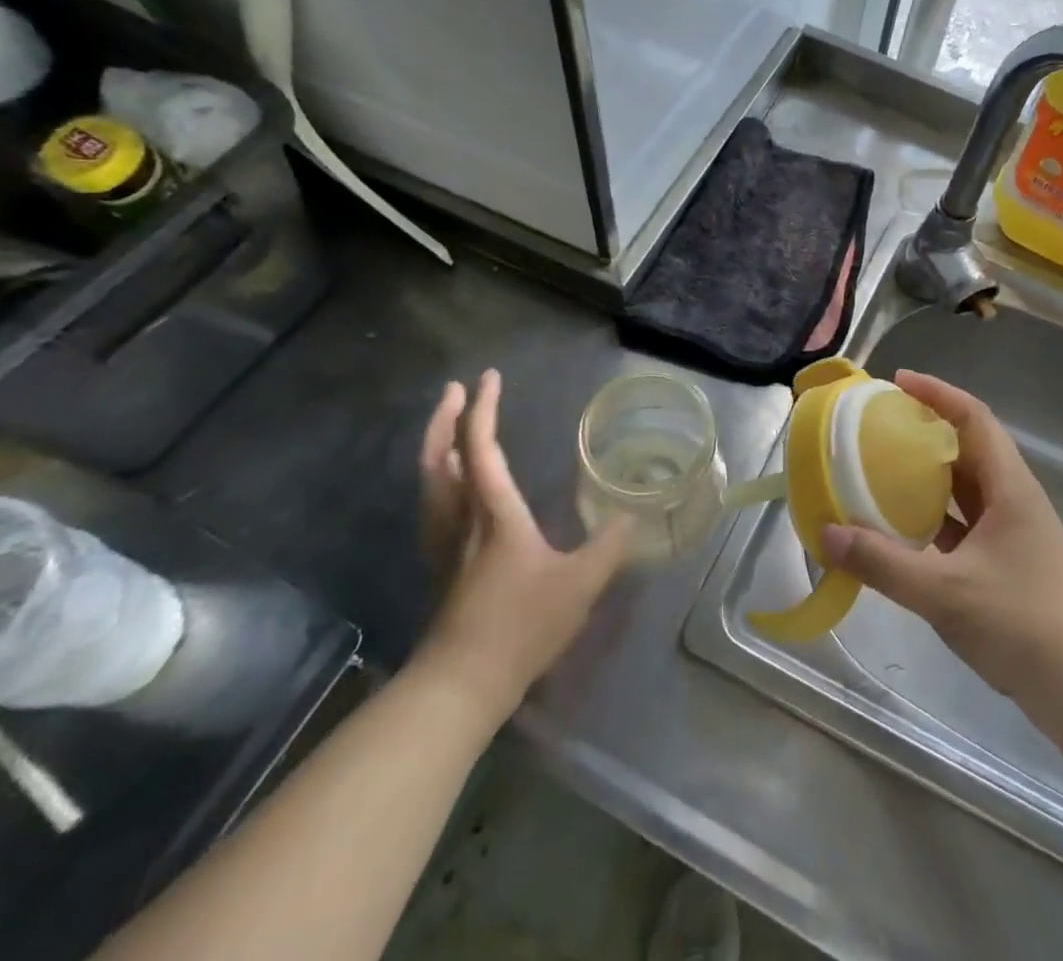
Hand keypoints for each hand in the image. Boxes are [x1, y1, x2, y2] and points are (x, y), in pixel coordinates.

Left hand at [412, 370, 631, 704]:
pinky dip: (438, 478)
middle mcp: (462, 519)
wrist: (461, 686)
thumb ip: (609, 546)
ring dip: (436, 445)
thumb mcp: (580, 585)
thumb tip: (632, 514)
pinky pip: (434, 505)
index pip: (482, 448)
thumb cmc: (521, 627)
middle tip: (455, 389)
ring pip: (431, 482)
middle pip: (441, 458)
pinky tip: (450, 487)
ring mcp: (445, 544)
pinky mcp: (442, 567)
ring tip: (449, 426)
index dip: (484, 409)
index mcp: (494, 514)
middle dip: (446, 419)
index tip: (489, 377)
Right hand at [819, 371, 1062, 715]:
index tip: (897, 382)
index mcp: (1010, 487)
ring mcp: (1013, 534)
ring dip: (928, 476)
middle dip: (925, 431)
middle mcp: (1014, 500)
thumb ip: (883, 563)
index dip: (937, 393)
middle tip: (878, 427)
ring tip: (880, 471)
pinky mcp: (1007, 565)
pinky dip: (933, 518)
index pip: (973, 418)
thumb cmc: (1025, 625)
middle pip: (968, 448)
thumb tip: (827, 534)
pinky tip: (902, 530)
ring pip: (965, 488)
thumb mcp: (946, 592)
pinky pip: (963, 524)